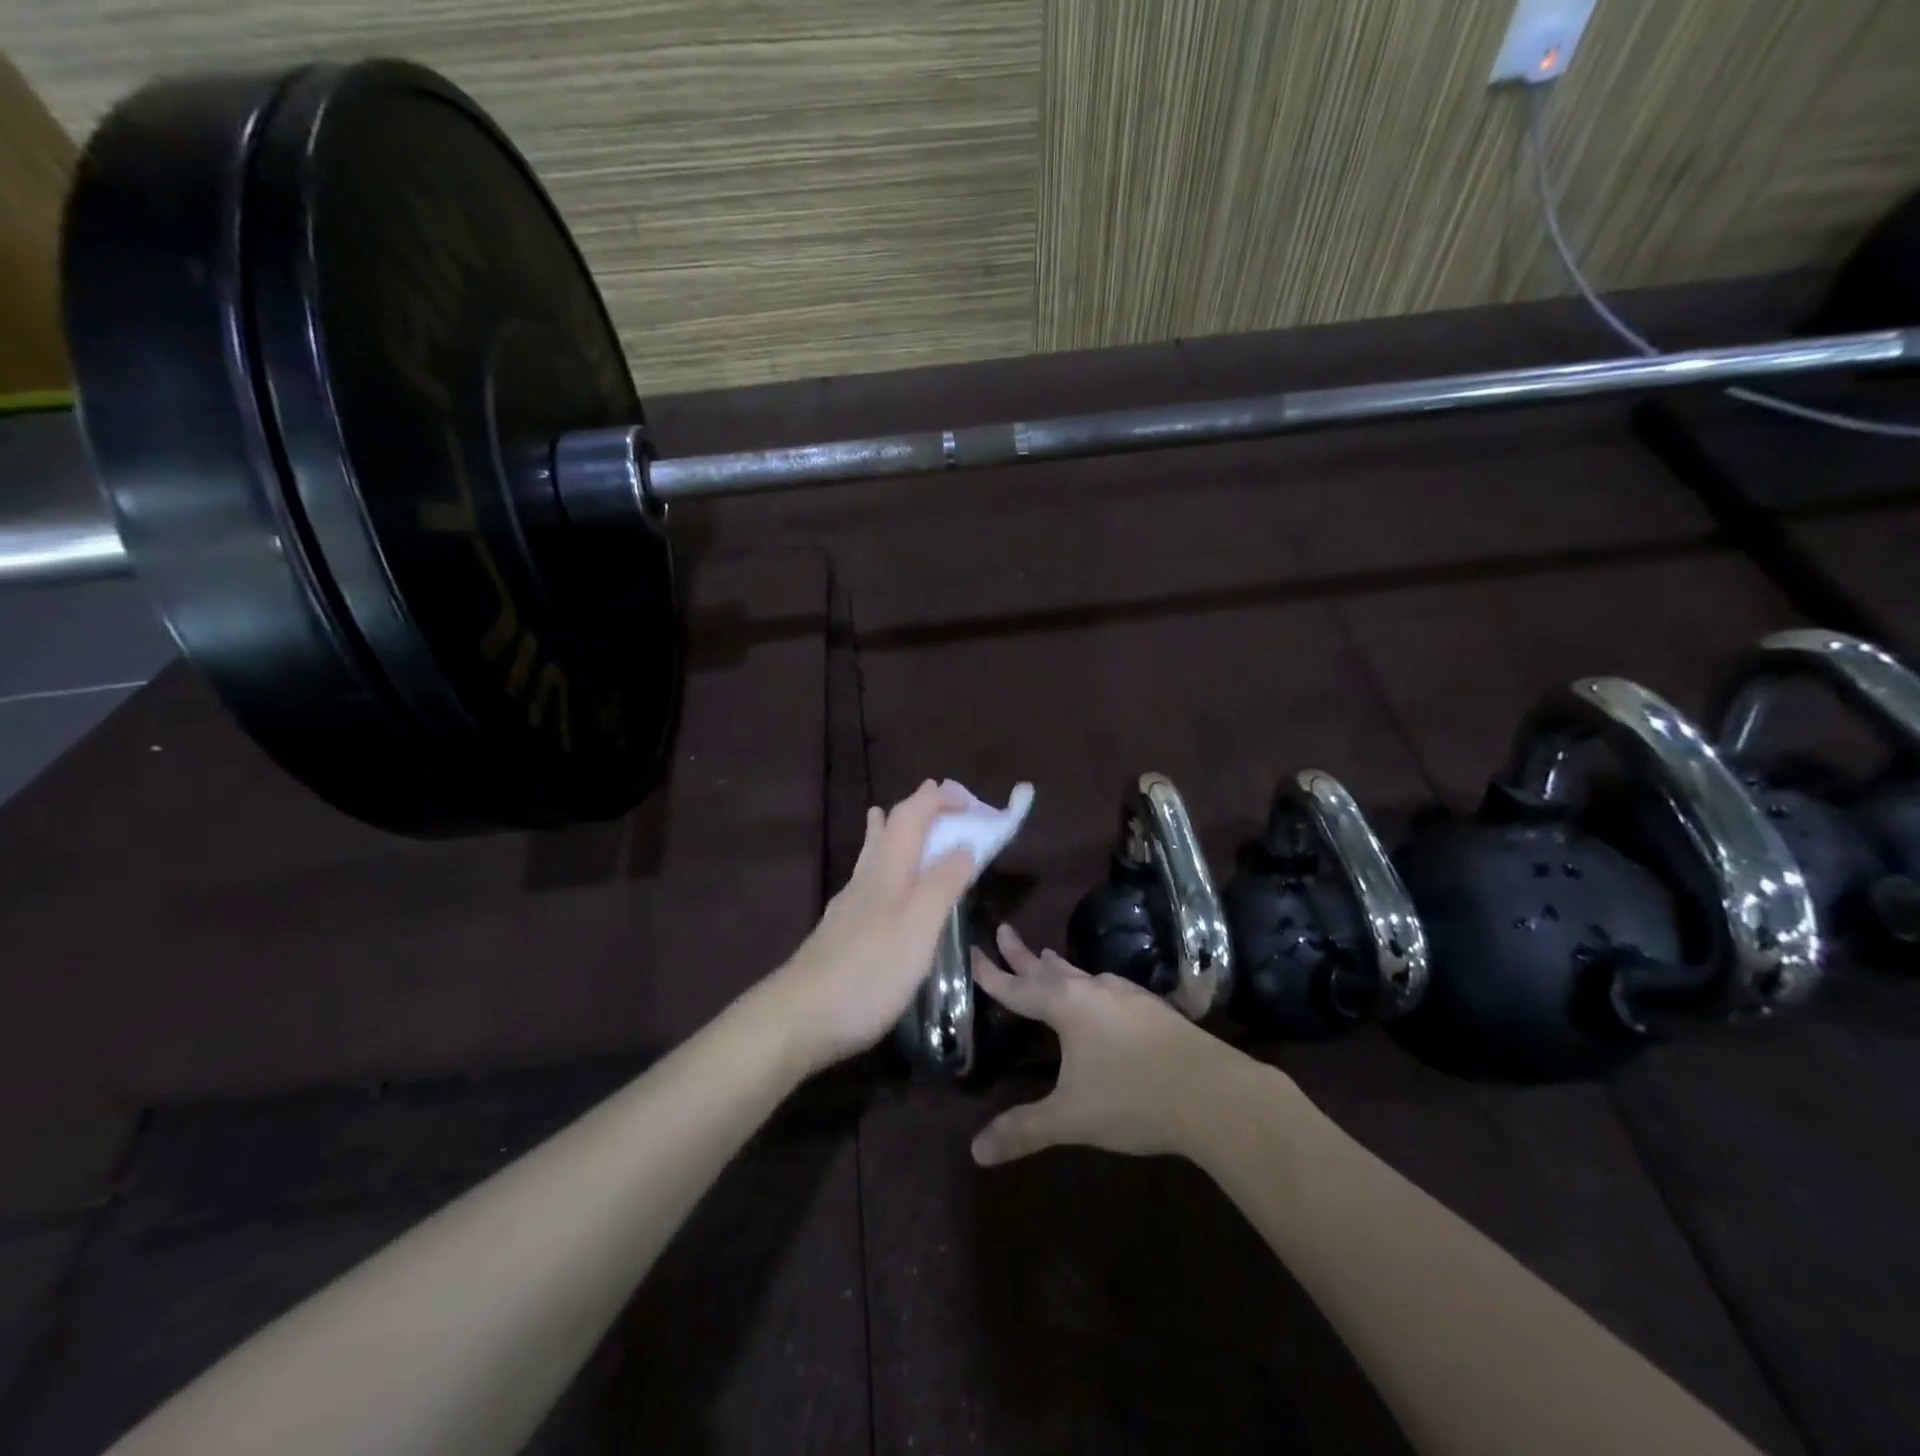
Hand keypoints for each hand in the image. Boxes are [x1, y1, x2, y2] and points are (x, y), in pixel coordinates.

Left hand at [764, 781, 977, 1075]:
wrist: (800, 1017)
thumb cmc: (868, 972)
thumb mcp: (918, 928)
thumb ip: (942, 884)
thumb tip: (964, 845)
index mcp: (889, 870)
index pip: (911, 815)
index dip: (938, 800)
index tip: (969, 801)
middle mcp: (866, 878)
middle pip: (888, 828)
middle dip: (916, 810)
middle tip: (942, 804)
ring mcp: (849, 904)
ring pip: (872, 853)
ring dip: (889, 831)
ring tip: (890, 817)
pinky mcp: (841, 930)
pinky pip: (867, 880)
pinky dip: (881, 865)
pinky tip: (879, 883)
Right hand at [969, 925, 1247, 1164]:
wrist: (1212, 1092)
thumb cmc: (1132, 1099)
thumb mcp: (1071, 1118)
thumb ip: (1024, 1130)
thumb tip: (976, 1152)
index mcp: (1067, 1008)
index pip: (1017, 988)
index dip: (991, 974)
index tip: (972, 951)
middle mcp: (1093, 991)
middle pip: (1049, 969)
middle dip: (1022, 954)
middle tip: (1004, 930)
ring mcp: (1127, 996)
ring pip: (1082, 975)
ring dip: (1060, 967)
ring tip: (1048, 957)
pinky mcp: (1153, 1008)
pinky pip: (1109, 987)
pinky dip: (1091, 984)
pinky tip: (1102, 993)